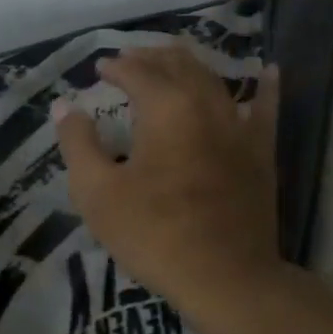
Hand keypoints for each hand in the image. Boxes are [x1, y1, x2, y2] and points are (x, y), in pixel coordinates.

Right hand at [52, 44, 281, 310]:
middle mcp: (206, 105)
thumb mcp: (98, 193)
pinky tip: (267, 72)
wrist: (223, 276)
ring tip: (173, 61)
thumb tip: (64, 106)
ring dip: (190, 66)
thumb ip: (78, 144)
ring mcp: (239, 127)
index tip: (100, 69)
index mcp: (166, 108)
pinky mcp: (261, 153)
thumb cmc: (153, 234)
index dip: (116, 66)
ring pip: (215, 80)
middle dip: (151, 58)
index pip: (137, 72)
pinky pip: (266, 110)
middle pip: (178, 66)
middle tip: (131, 60)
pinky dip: (263, 88)